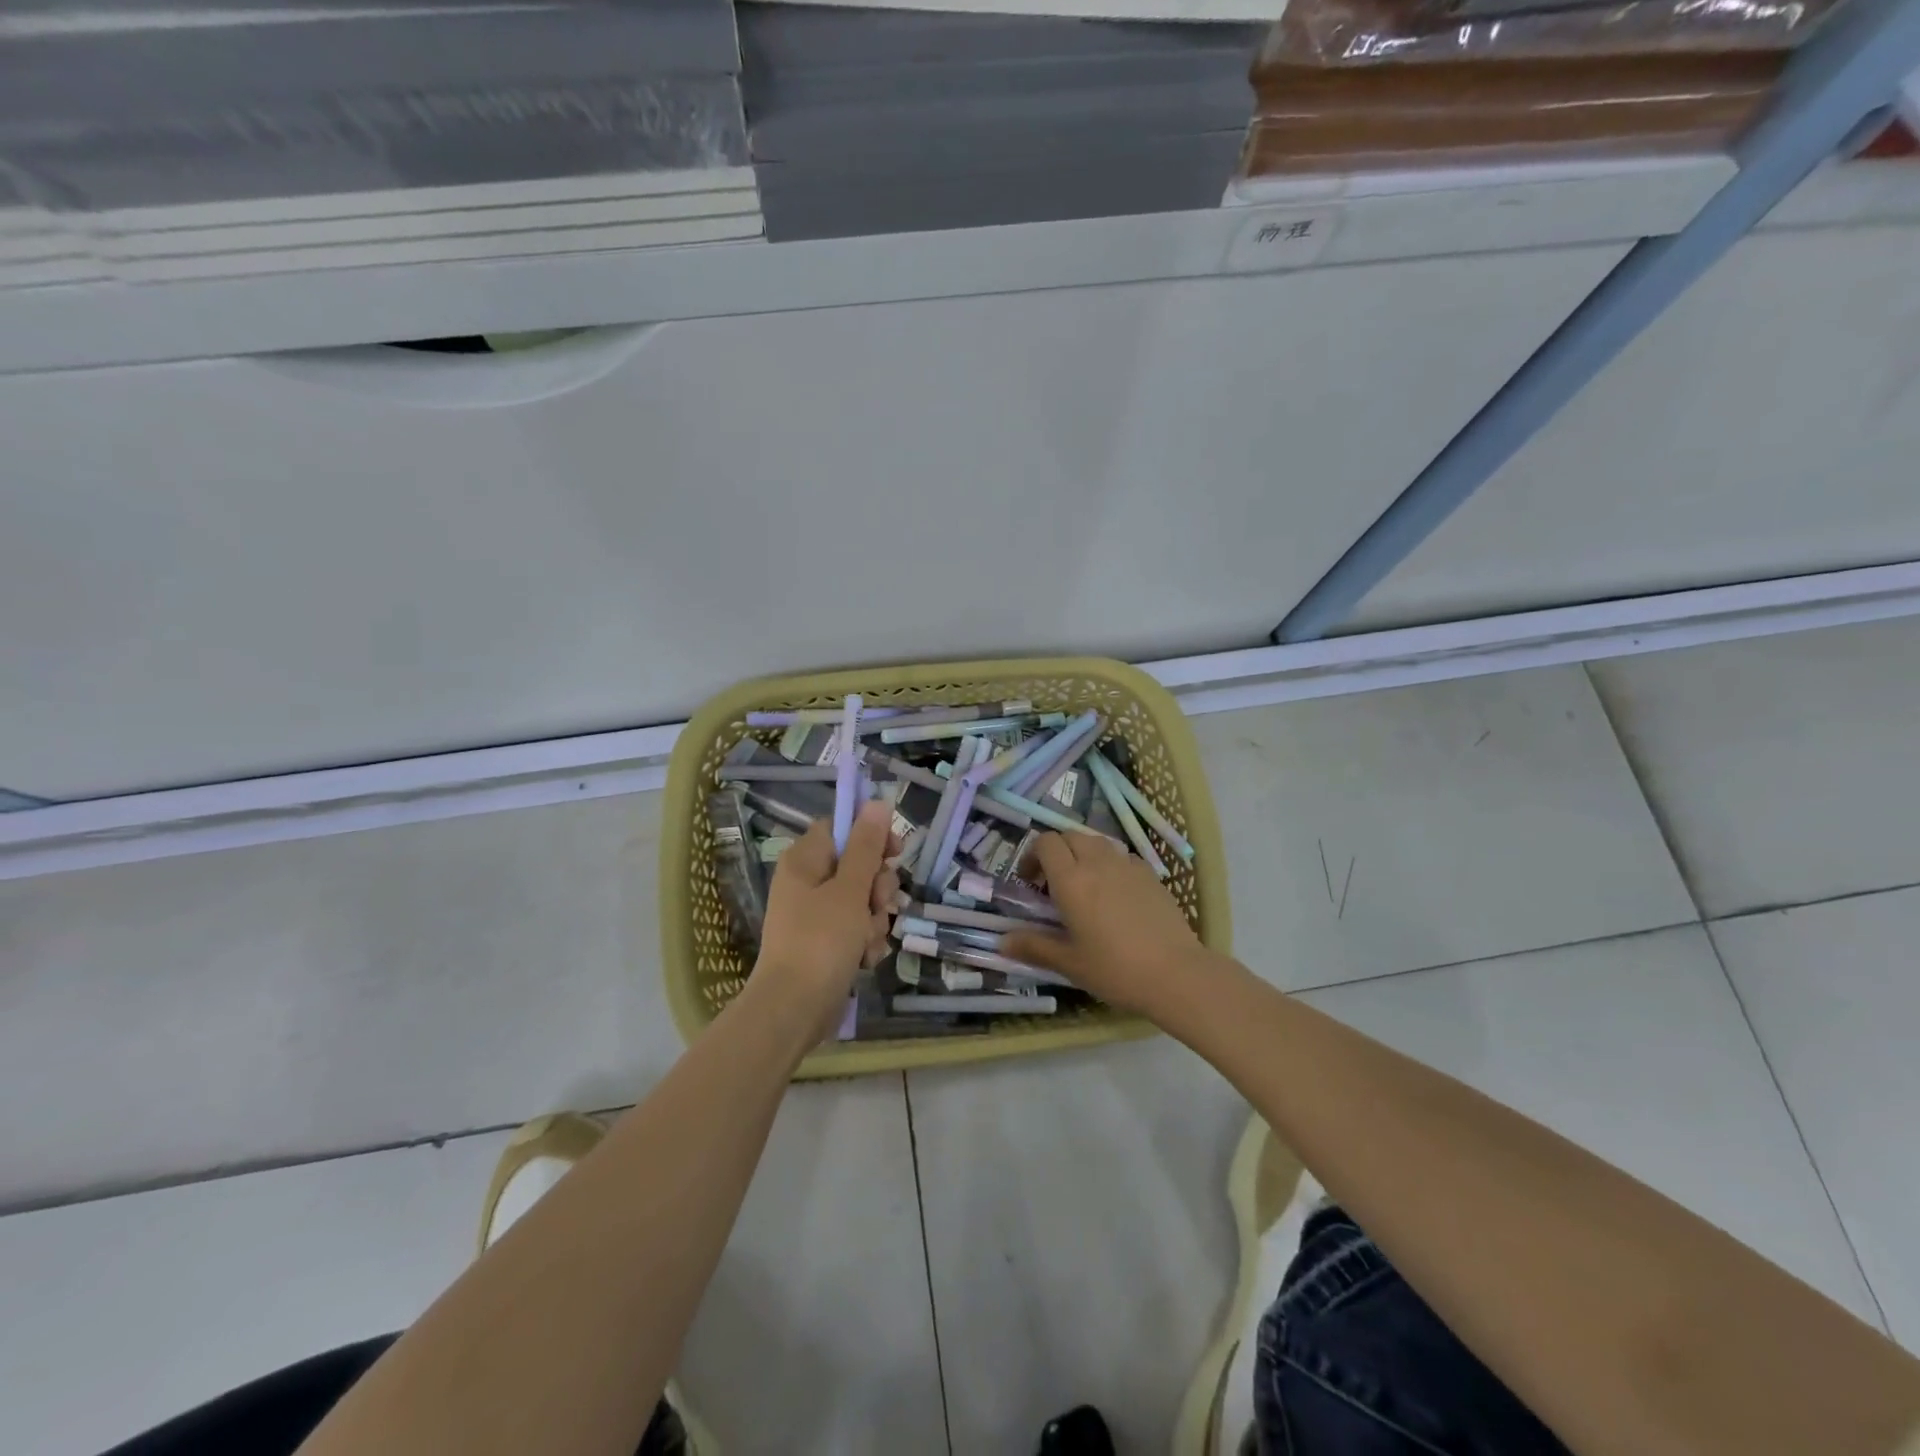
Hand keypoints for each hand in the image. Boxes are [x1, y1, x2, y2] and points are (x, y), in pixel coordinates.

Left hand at [754, 801, 897, 1031]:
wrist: (794, 1010)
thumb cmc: (821, 941)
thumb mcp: (849, 889)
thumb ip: (866, 846)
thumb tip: (877, 802)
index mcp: (805, 860)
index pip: (842, 828)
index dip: (871, 836)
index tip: (895, 852)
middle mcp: (808, 882)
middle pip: (858, 865)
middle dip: (878, 887)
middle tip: (878, 905)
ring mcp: (816, 914)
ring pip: (863, 900)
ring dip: (875, 919)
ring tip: (867, 942)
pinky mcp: (826, 942)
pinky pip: (856, 928)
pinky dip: (865, 942)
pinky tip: (864, 960)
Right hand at [1003, 832, 1215, 1017]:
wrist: (1175, 973)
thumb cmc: (1115, 969)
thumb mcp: (1069, 963)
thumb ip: (1034, 947)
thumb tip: (1002, 942)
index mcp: (1071, 880)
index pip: (1046, 843)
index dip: (1033, 855)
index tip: (1031, 882)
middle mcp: (1097, 863)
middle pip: (1070, 836)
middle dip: (1057, 852)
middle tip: (1054, 883)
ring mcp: (1128, 865)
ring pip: (1098, 842)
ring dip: (1083, 855)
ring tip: (1085, 886)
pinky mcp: (1151, 874)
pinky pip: (1122, 857)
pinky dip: (1110, 864)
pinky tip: (1115, 894)